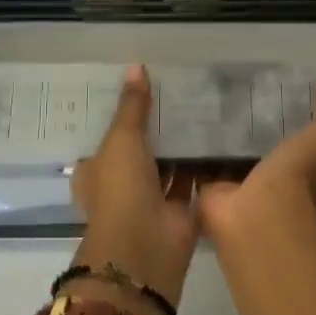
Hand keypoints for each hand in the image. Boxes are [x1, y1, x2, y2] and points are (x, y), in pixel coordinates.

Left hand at [70, 67, 197, 312]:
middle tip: (177, 92)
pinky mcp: (180, 212)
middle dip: (156, 128)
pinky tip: (218, 136)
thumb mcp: (121, 139)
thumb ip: (132, 106)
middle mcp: (122, 185)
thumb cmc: (120, 189)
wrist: (145, 248)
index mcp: (97, 171)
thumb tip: (135, 66)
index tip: (141, 92)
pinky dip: (203, 164)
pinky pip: (192, 180)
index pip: (107, 138)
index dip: (121, 117)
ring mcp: (151, 200)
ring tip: (202, 107)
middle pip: (140, 150)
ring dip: (180, 145)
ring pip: (167, 165)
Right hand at [197, 63, 315, 242]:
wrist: (260, 215)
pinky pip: (196, 164)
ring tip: (194, 96)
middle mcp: (263, 173)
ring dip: (211, 132)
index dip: (276, 105)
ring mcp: (233, 183)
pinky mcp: (205, 188)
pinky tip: (177, 122)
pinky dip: (188, 149)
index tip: (261, 75)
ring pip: (221, 152)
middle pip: (250, 140)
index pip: (285, 128)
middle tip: (221, 82)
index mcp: (292, 162)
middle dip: (238, 117)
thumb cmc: (297, 176)